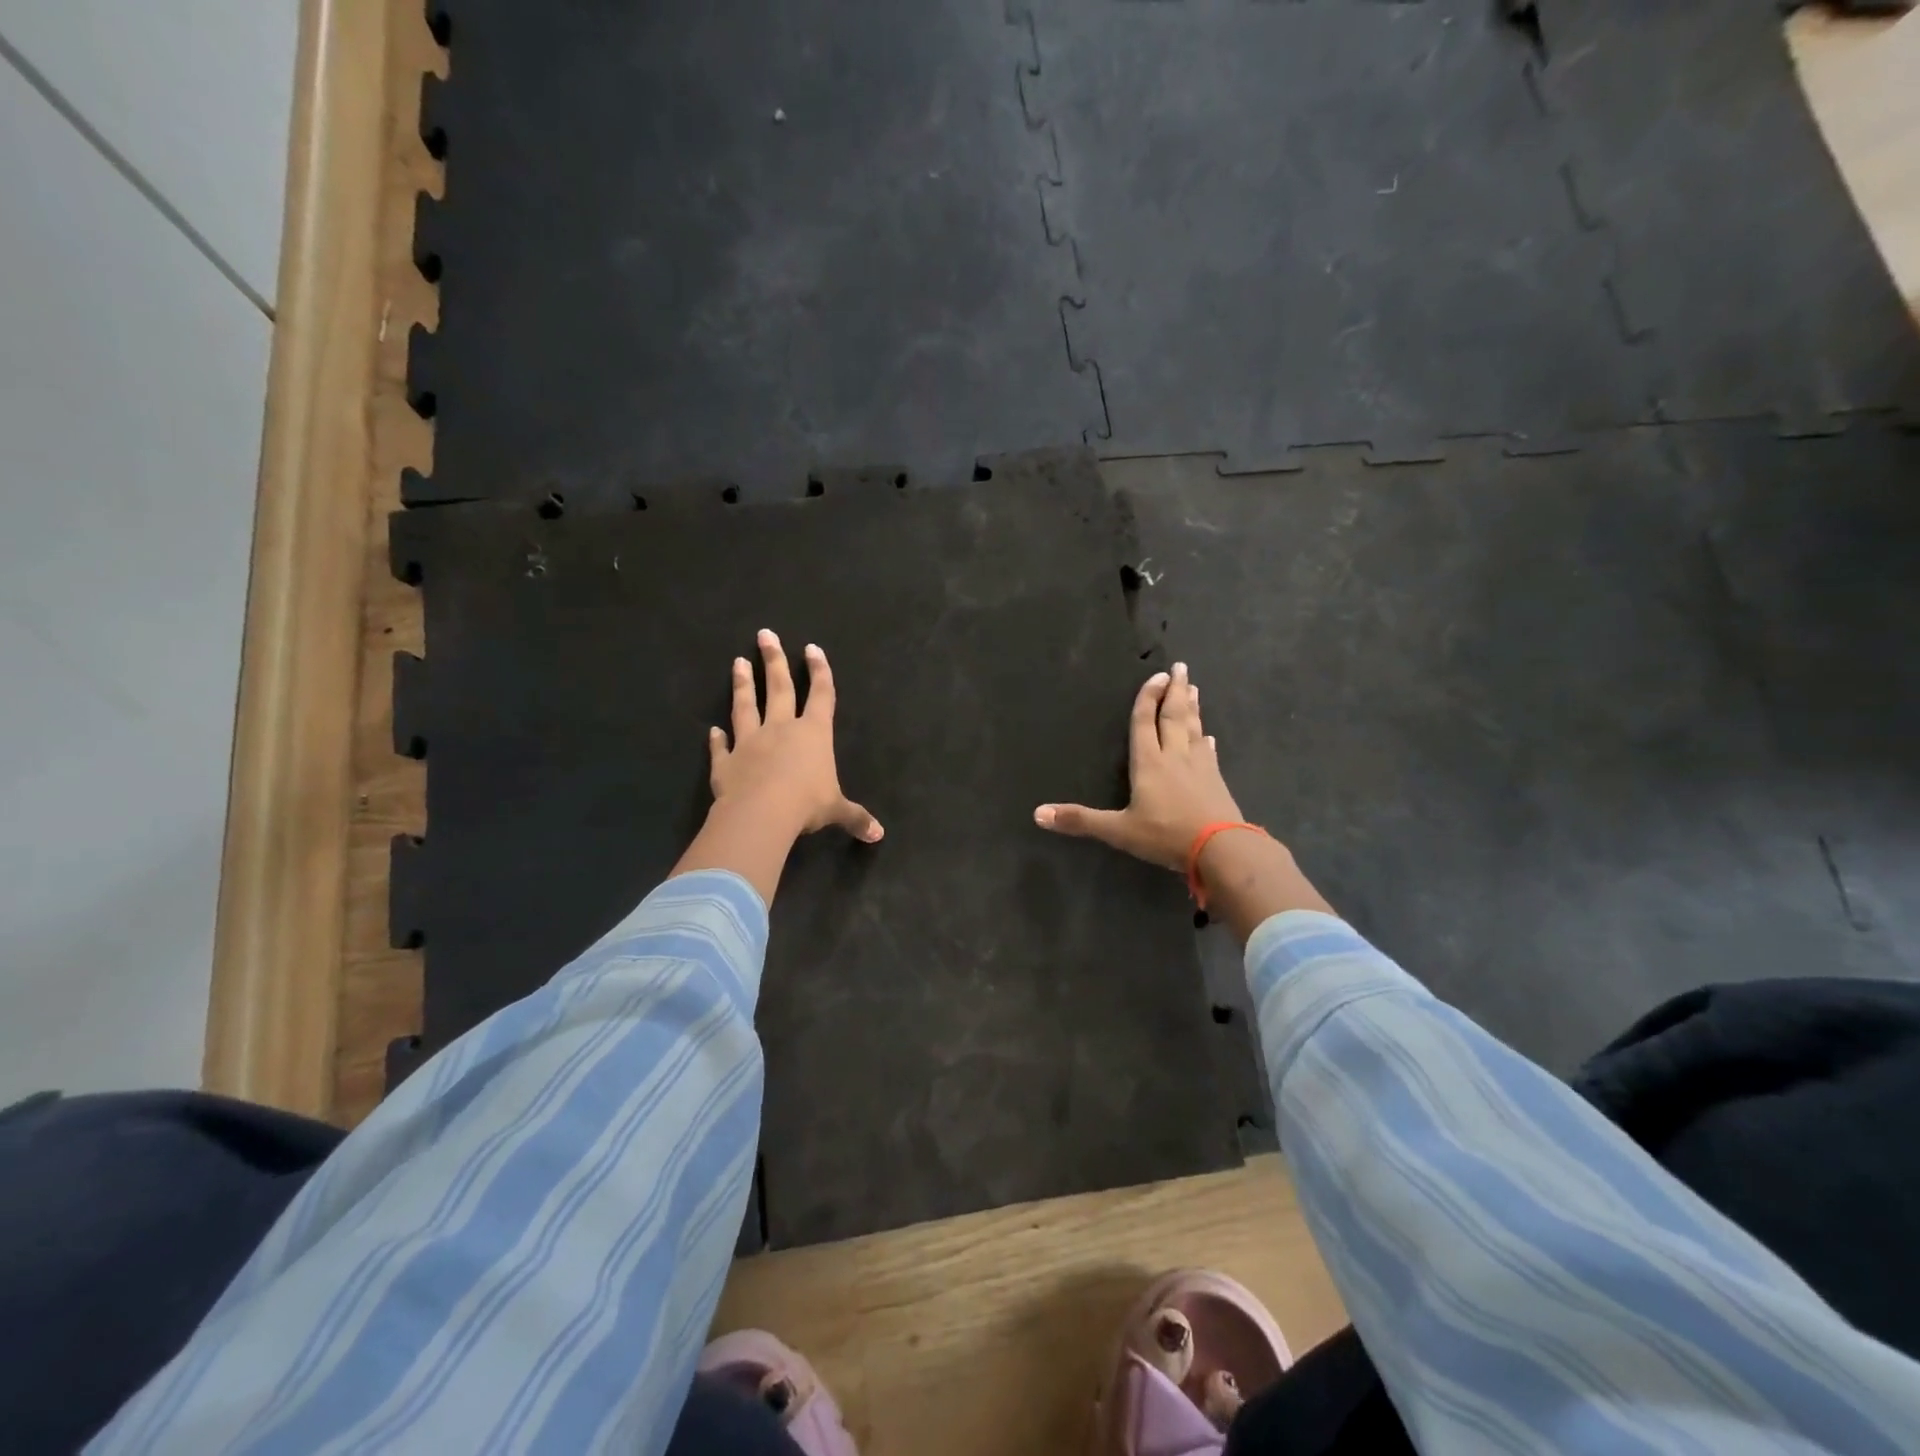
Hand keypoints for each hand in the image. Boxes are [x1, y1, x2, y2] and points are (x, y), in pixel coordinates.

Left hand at [709, 629, 881, 844]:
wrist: (761, 813)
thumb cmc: (806, 804)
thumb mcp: (837, 810)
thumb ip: (855, 817)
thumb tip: (878, 835)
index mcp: (813, 734)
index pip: (821, 695)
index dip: (819, 672)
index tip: (812, 648)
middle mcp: (781, 729)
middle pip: (779, 688)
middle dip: (775, 660)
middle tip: (765, 634)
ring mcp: (750, 742)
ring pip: (746, 707)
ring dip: (743, 685)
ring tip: (738, 662)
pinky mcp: (726, 762)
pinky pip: (721, 748)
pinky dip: (716, 739)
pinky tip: (711, 730)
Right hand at [1034, 662, 1242, 870]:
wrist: (1221, 849)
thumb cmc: (1166, 835)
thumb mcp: (1118, 831)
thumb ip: (1081, 820)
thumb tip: (1037, 814)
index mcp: (1149, 763)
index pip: (1145, 723)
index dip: (1147, 699)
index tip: (1156, 675)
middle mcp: (1174, 757)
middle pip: (1173, 717)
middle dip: (1174, 692)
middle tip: (1179, 668)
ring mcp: (1199, 767)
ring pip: (1193, 729)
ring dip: (1192, 708)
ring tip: (1193, 689)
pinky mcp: (1216, 781)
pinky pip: (1209, 753)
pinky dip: (1206, 741)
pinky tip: (1209, 737)